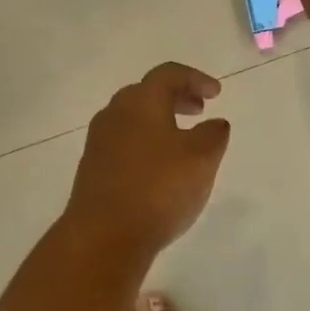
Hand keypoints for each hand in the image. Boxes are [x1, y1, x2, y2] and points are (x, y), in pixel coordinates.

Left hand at [65, 63, 231, 255]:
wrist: (103, 236)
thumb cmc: (157, 188)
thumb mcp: (201, 159)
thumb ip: (213, 135)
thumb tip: (215, 124)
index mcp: (141, 101)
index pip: (168, 74)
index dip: (195, 78)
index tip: (216, 94)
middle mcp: (115, 112)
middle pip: (147, 92)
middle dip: (176, 96)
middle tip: (199, 109)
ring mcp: (99, 141)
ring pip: (133, 117)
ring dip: (160, 120)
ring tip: (182, 140)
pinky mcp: (93, 167)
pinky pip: (124, 141)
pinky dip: (146, 142)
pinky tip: (159, 167)